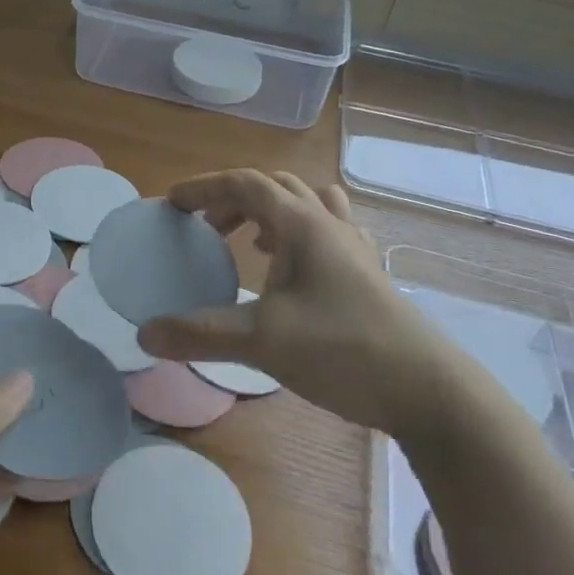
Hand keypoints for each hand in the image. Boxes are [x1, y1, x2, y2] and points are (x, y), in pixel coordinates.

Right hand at [136, 170, 473, 442]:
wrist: (429, 390)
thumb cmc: (344, 350)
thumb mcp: (263, 342)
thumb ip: (200, 334)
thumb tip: (144, 333)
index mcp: (303, 225)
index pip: (245, 184)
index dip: (204, 188)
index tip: (171, 204)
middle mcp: (330, 225)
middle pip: (275, 187)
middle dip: (233, 199)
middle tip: (205, 228)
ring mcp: (354, 249)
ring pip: (308, 204)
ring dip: (270, 211)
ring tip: (249, 243)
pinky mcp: (368, 275)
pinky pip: (328, 232)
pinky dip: (298, 235)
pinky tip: (290, 272)